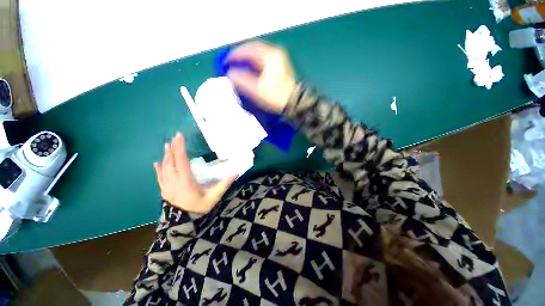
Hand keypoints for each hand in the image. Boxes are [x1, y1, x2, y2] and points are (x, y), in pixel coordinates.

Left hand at [154, 133, 237, 213]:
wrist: (184, 223)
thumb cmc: (200, 208)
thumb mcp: (215, 196)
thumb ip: (225, 183)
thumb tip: (237, 171)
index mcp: (186, 181)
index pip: (181, 160)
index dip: (180, 148)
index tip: (180, 136)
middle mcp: (174, 181)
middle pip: (171, 162)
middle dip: (173, 148)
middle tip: (174, 138)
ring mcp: (167, 186)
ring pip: (164, 168)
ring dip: (166, 156)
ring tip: (167, 145)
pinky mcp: (164, 191)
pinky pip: (159, 177)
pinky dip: (159, 169)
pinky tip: (157, 162)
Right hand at [226, 41, 296, 113]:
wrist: (294, 104)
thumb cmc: (276, 96)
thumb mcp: (257, 90)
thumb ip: (242, 80)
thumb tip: (230, 74)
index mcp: (270, 55)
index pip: (248, 49)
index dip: (235, 55)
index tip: (225, 62)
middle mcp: (276, 54)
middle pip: (254, 49)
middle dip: (241, 55)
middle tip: (231, 63)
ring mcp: (280, 60)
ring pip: (259, 55)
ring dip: (248, 59)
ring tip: (239, 67)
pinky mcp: (281, 68)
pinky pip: (264, 61)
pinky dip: (255, 64)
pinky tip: (251, 71)